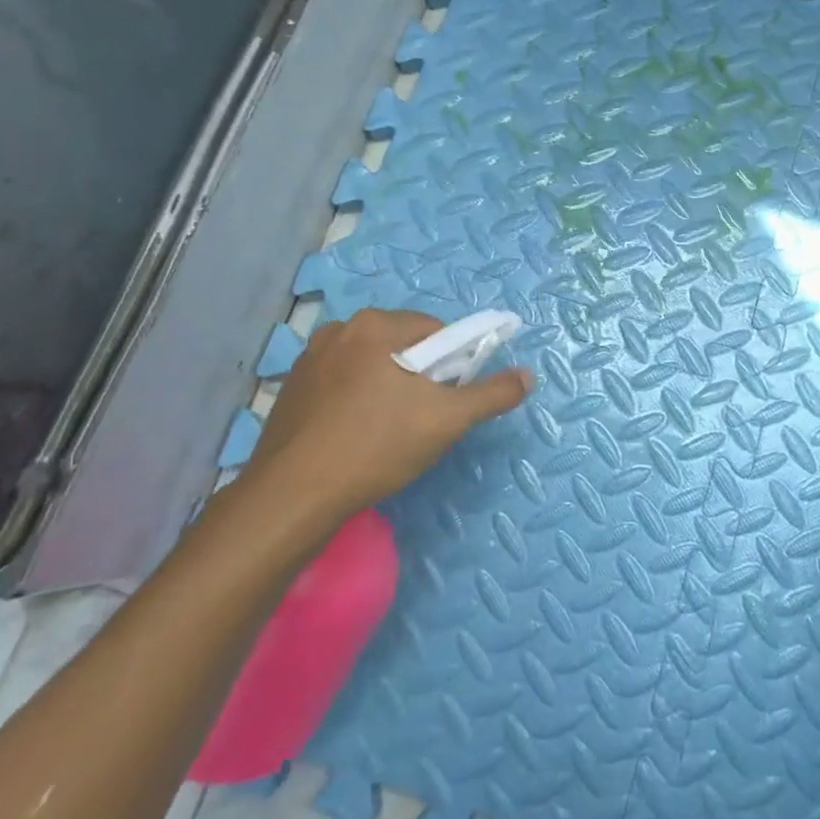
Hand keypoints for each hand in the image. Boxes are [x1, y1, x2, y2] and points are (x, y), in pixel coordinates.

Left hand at [228, 308, 530, 554]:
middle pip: (402, 345)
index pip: (436, 331)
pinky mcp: (291, 389)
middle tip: (423, 419)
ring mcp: (309, 358)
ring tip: (388, 432)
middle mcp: (339, 330)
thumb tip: (528, 376)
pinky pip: (340, 384)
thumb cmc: (377, 446)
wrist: (294, 494)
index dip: (453, 364)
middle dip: (419, 376)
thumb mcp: (447, 420)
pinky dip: (356, 401)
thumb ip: (492, 394)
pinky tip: (356, 436)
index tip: (450, 400)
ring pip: (370, 365)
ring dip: (387, 388)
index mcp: (376, 325)